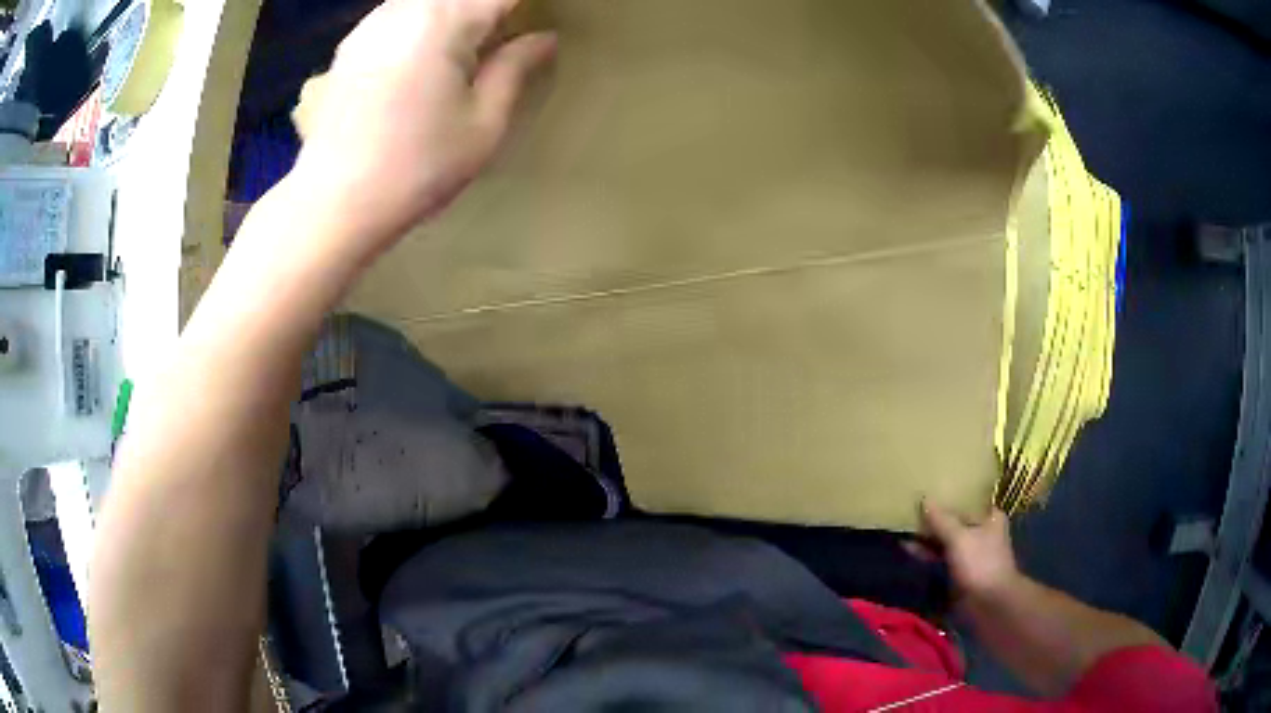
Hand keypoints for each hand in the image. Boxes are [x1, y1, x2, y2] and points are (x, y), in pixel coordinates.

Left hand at [291, 0, 556, 256]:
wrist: (333, 204)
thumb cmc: (415, 170)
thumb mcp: (483, 125)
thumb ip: (515, 68)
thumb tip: (543, 38)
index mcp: (444, 22)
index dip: (525, 6)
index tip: (535, 26)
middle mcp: (404, 10)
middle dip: (490, 9)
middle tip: (507, 36)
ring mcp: (371, 25)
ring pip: (429, 0)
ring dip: (456, 12)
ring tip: (472, 45)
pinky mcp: (350, 45)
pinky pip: (399, 12)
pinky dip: (424, 21)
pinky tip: (426, 54)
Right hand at [913, 501, 1020, 600]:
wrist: (988, 604)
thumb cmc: (980, 563)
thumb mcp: (959, 537)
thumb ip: (941, 520)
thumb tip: (924, 499)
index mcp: (990, 516)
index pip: (968, 499)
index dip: (950, 495)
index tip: (930, 488)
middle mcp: (982, 531)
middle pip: (955, 519)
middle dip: (936, 516)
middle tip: (911, 506)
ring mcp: (970, 552)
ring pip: (946, 539)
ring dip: (928, 536)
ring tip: (904, 525)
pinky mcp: (959, 570)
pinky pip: (941, 556)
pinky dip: (927, 552)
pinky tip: (909, 547)